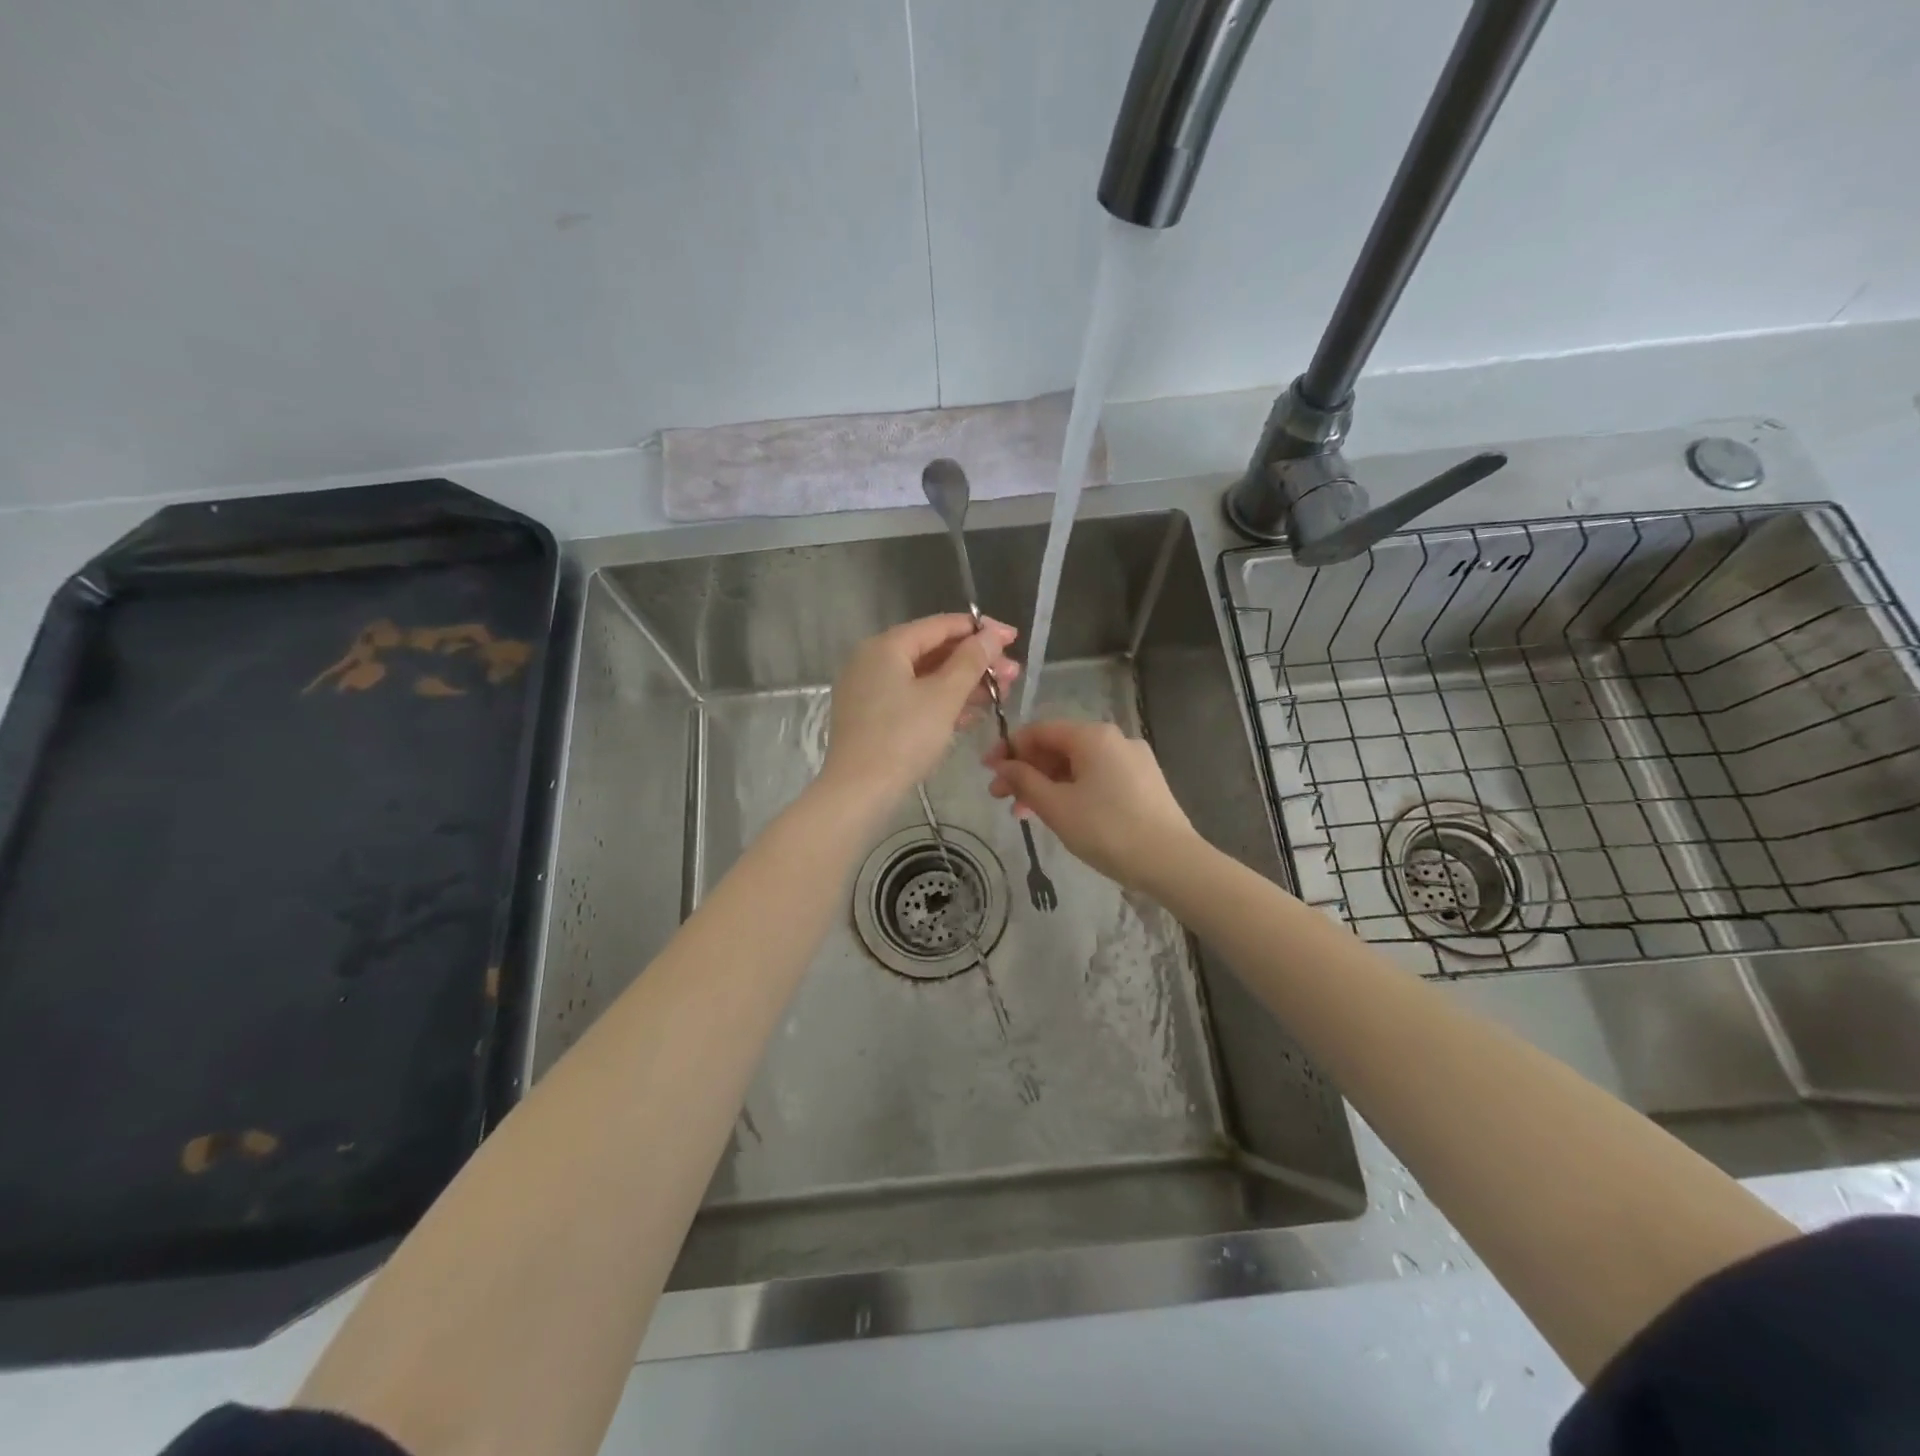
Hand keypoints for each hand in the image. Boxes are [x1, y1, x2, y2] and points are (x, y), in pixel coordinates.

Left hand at [822, 614, 1019, 802]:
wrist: (858, 792)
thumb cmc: (903, 738)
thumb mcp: (944, 696)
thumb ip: (970, 661)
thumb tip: (991, 634)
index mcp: (886, 646)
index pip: (939, 625)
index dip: (979, 630)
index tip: (1012, 638)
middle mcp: (873, 661)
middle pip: (933, 651)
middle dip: (975, 662)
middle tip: (1013, 674)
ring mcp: (870, 690)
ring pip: (924, 677)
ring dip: (963, 684)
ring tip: (1001, 694)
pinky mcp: (872, 717)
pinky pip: (913, 698)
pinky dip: (941, 702)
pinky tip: (972, 714)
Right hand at [983, 719, 1196, 887]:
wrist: (1171, 861)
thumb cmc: (1107, 830)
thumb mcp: (1056, 806)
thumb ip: (1024, 781)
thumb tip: (1003, 766)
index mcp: (1093, 736)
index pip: (1040, 731)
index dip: (1009, 749)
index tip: (987, 771)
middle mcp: (1115, 739)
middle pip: (1059, 747)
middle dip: (1026, 771)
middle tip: (1001, 798)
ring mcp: (1133, 760)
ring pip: (1078, 765)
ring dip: (1047, 784)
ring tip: (1025, 814)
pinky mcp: (1144, 782)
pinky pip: (1098, 778)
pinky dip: (1073, 791)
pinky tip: (1061, 815)